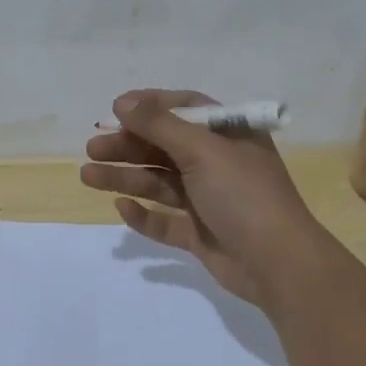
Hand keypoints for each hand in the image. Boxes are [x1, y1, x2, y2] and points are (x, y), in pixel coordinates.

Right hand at [79, 89, 332, 306]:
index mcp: (228, 135)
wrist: (277, 263)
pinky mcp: (200, 233)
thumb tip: (123, 102)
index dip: (150, 107)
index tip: (115, 109)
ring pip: (159, 183)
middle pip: (165, 147)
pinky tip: (122, 208)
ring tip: (88, 176)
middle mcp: (218, 163)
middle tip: (93, 148)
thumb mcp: (202, 150)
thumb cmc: (243, 194)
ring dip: (125, 177)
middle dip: (128, 146)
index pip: (185, 109)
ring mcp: (208, 200)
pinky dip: (144, 215)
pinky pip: (165, 221)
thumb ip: (160, 125)